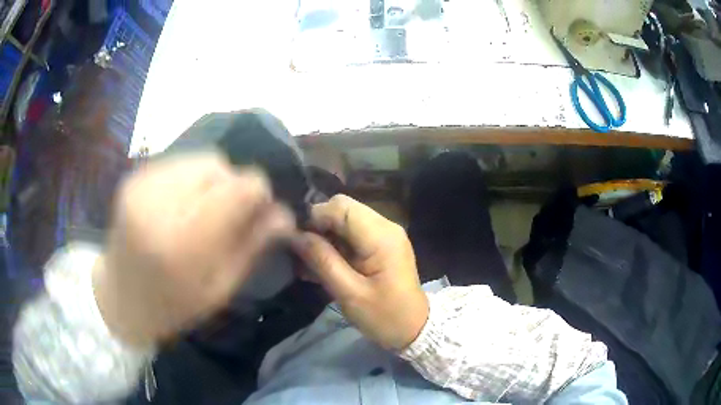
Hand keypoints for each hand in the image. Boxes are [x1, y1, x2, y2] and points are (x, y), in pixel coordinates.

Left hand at [93, 153, 294, 346]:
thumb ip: (252, 247)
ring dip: (212, 181)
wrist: (120, 297)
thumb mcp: (220, 289)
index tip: (259, 211)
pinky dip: (191, 179)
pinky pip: (179, 162)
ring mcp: (142, 184)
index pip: (239, 188)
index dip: (259, 193)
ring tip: (202, 210)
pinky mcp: (134, 176)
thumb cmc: (172, 305)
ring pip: (201, 159)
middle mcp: (159, 203)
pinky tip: (182, 204)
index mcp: (183, 242)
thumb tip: (285, 214)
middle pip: (220, 166)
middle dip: (233, 187)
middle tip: (227, 217)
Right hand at [292, 195, 428, 350]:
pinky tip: (321, 267)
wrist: (413, 329)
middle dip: (318, 227)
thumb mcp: (350, 293)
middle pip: (342, 208)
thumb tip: (295, 236)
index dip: (315, 218)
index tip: (297, 242)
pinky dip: (335, 245)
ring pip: (344, 220)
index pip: (340, 207)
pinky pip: (352, 234)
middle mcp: (385, 226)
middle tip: (303, 254)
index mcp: (381, 236)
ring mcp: (384, 234)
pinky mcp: (381, 245)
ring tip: (307, 264)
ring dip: (324, 237)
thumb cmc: (384, 316)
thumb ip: (323, 261)